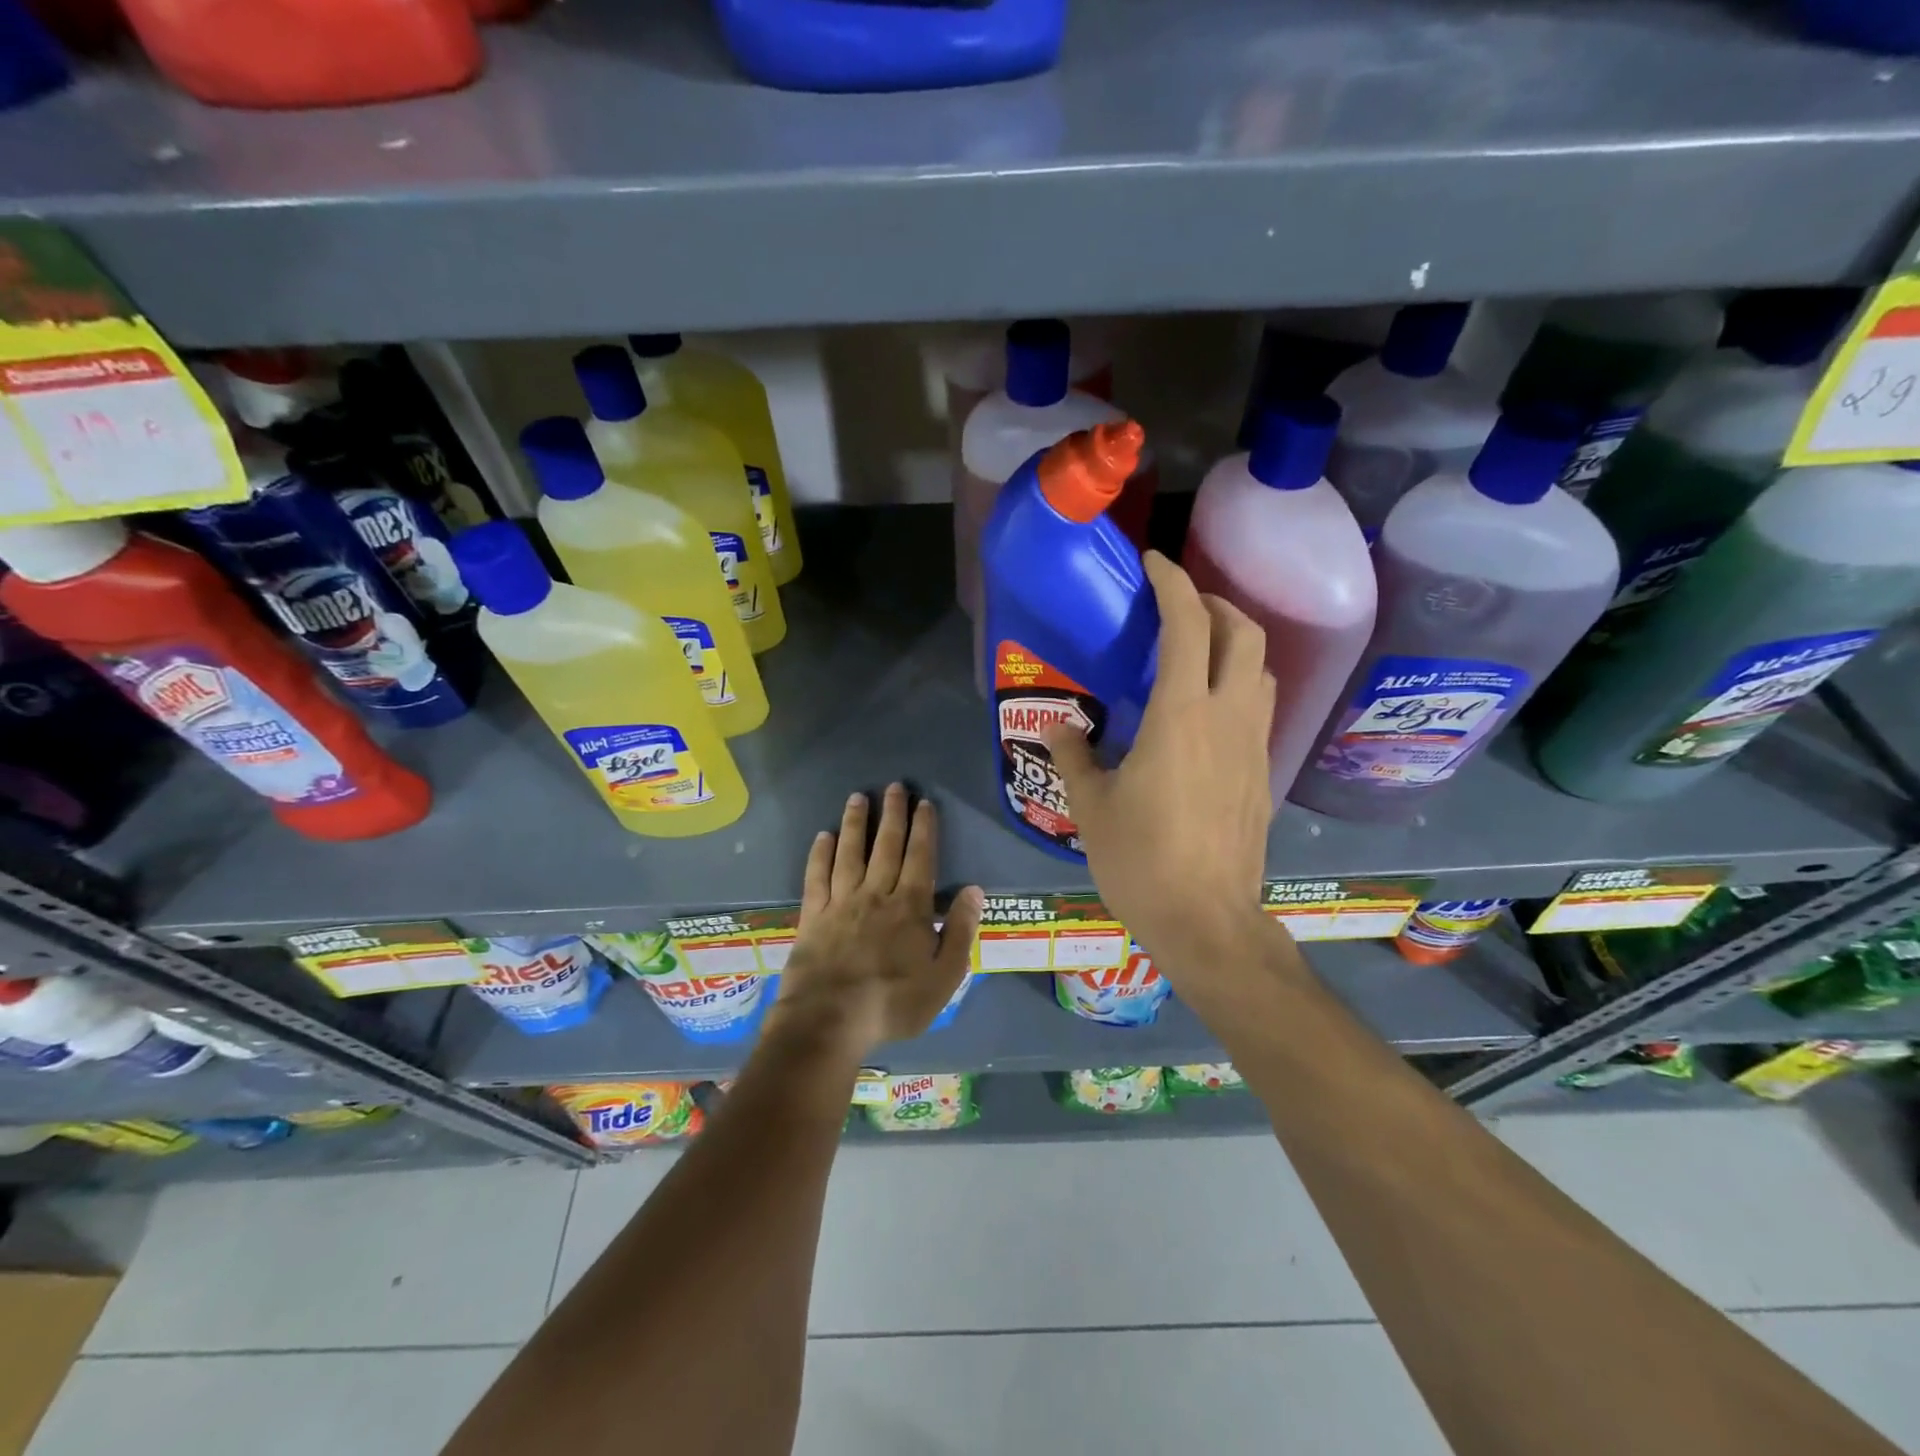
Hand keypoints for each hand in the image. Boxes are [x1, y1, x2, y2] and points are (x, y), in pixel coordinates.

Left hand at [766, 783, 982, 1059]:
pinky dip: (820, 854)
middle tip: (894, 786)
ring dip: (855, 823)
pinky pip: (817, 876)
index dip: (923, 828)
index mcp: (910, 907)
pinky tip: (823, 836)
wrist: (830, 1020)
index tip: (924, 802)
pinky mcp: (813, 915)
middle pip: (886, 846)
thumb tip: (974, 890)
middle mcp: (876, 894)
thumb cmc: (893, 1002)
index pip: (920, 857)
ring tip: (857, 797)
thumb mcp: (944, 976)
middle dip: (892, 814)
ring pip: (850, 853)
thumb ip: (960, 931)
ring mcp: (841, 902)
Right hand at [1041, 551, 1275, 970]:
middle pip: (1244, 632)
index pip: (1187, 624)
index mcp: (1181, 715)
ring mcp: (1254, 744)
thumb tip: (1058, 725)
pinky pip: (1260, 704)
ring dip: (1234, 641)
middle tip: (1181, 604)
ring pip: (1261, 667)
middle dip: (1216, 602)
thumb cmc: (1141, 860)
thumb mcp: (1091, 806)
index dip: (1173, 582)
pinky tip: (1208, 708)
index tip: (1153, 563)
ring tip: (1197, 649)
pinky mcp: (1263, 772)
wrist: (1207, 921)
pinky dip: (1239, 681)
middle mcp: (1227, 716)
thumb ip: (1074, 755)